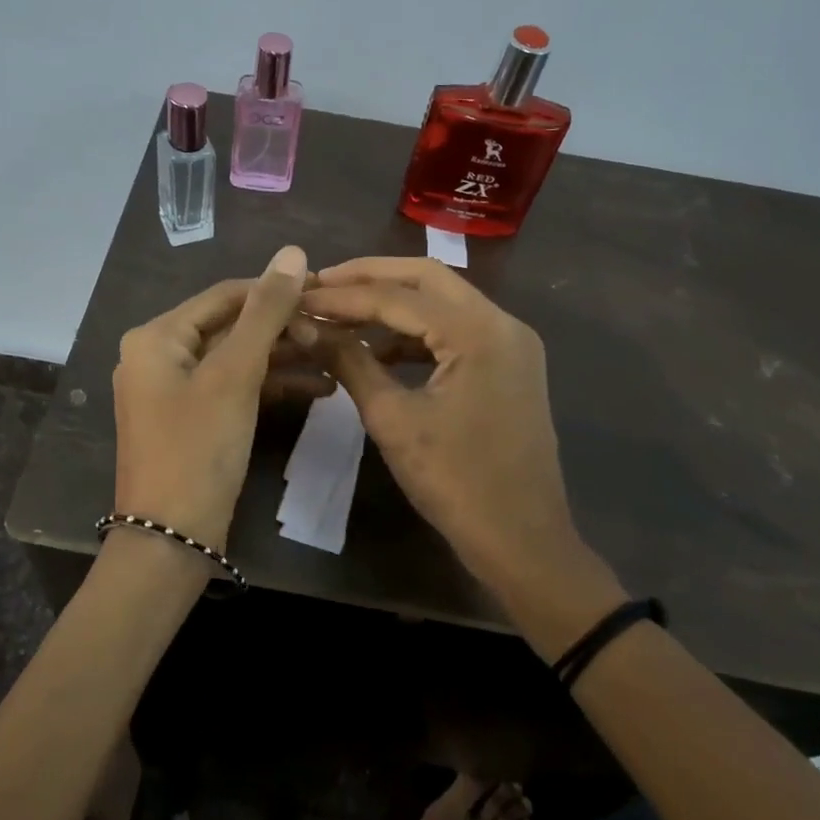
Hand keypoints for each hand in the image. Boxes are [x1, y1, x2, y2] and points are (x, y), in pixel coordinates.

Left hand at [112, 245, 309, 550]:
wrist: (171, 541)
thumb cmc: (198, 449)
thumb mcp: (235, 375)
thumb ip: (265, 312)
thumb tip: (293, 251)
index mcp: (157, 336)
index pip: (225, 295)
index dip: (275, 290)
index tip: (325, 291)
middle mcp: (159, 355)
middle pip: (231, 326)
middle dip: (284, 329)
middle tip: (336, 329)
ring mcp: (174, 390)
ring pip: (237, 359)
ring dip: (283, 358)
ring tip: (336, 357)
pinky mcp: (192, 419)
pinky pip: (234, 388)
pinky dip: (270, 386)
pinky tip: (318, 389)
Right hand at [298, 257, 618, 600]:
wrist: (522, 541)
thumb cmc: (455, 482)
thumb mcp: (392, 419)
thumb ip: (349, 362)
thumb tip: (304, 327)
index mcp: (478, 332)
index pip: (396, 297)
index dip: (341, 296)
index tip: (298, 297)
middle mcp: (502, 322)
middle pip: (427, 278)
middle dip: (370, 278)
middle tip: (321, 285)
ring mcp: (512, 342)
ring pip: (443, 301)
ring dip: (394, 303)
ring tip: (342, 315)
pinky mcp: (510, 363)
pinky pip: (457, 329)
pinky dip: (417, 331)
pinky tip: (379, 347)